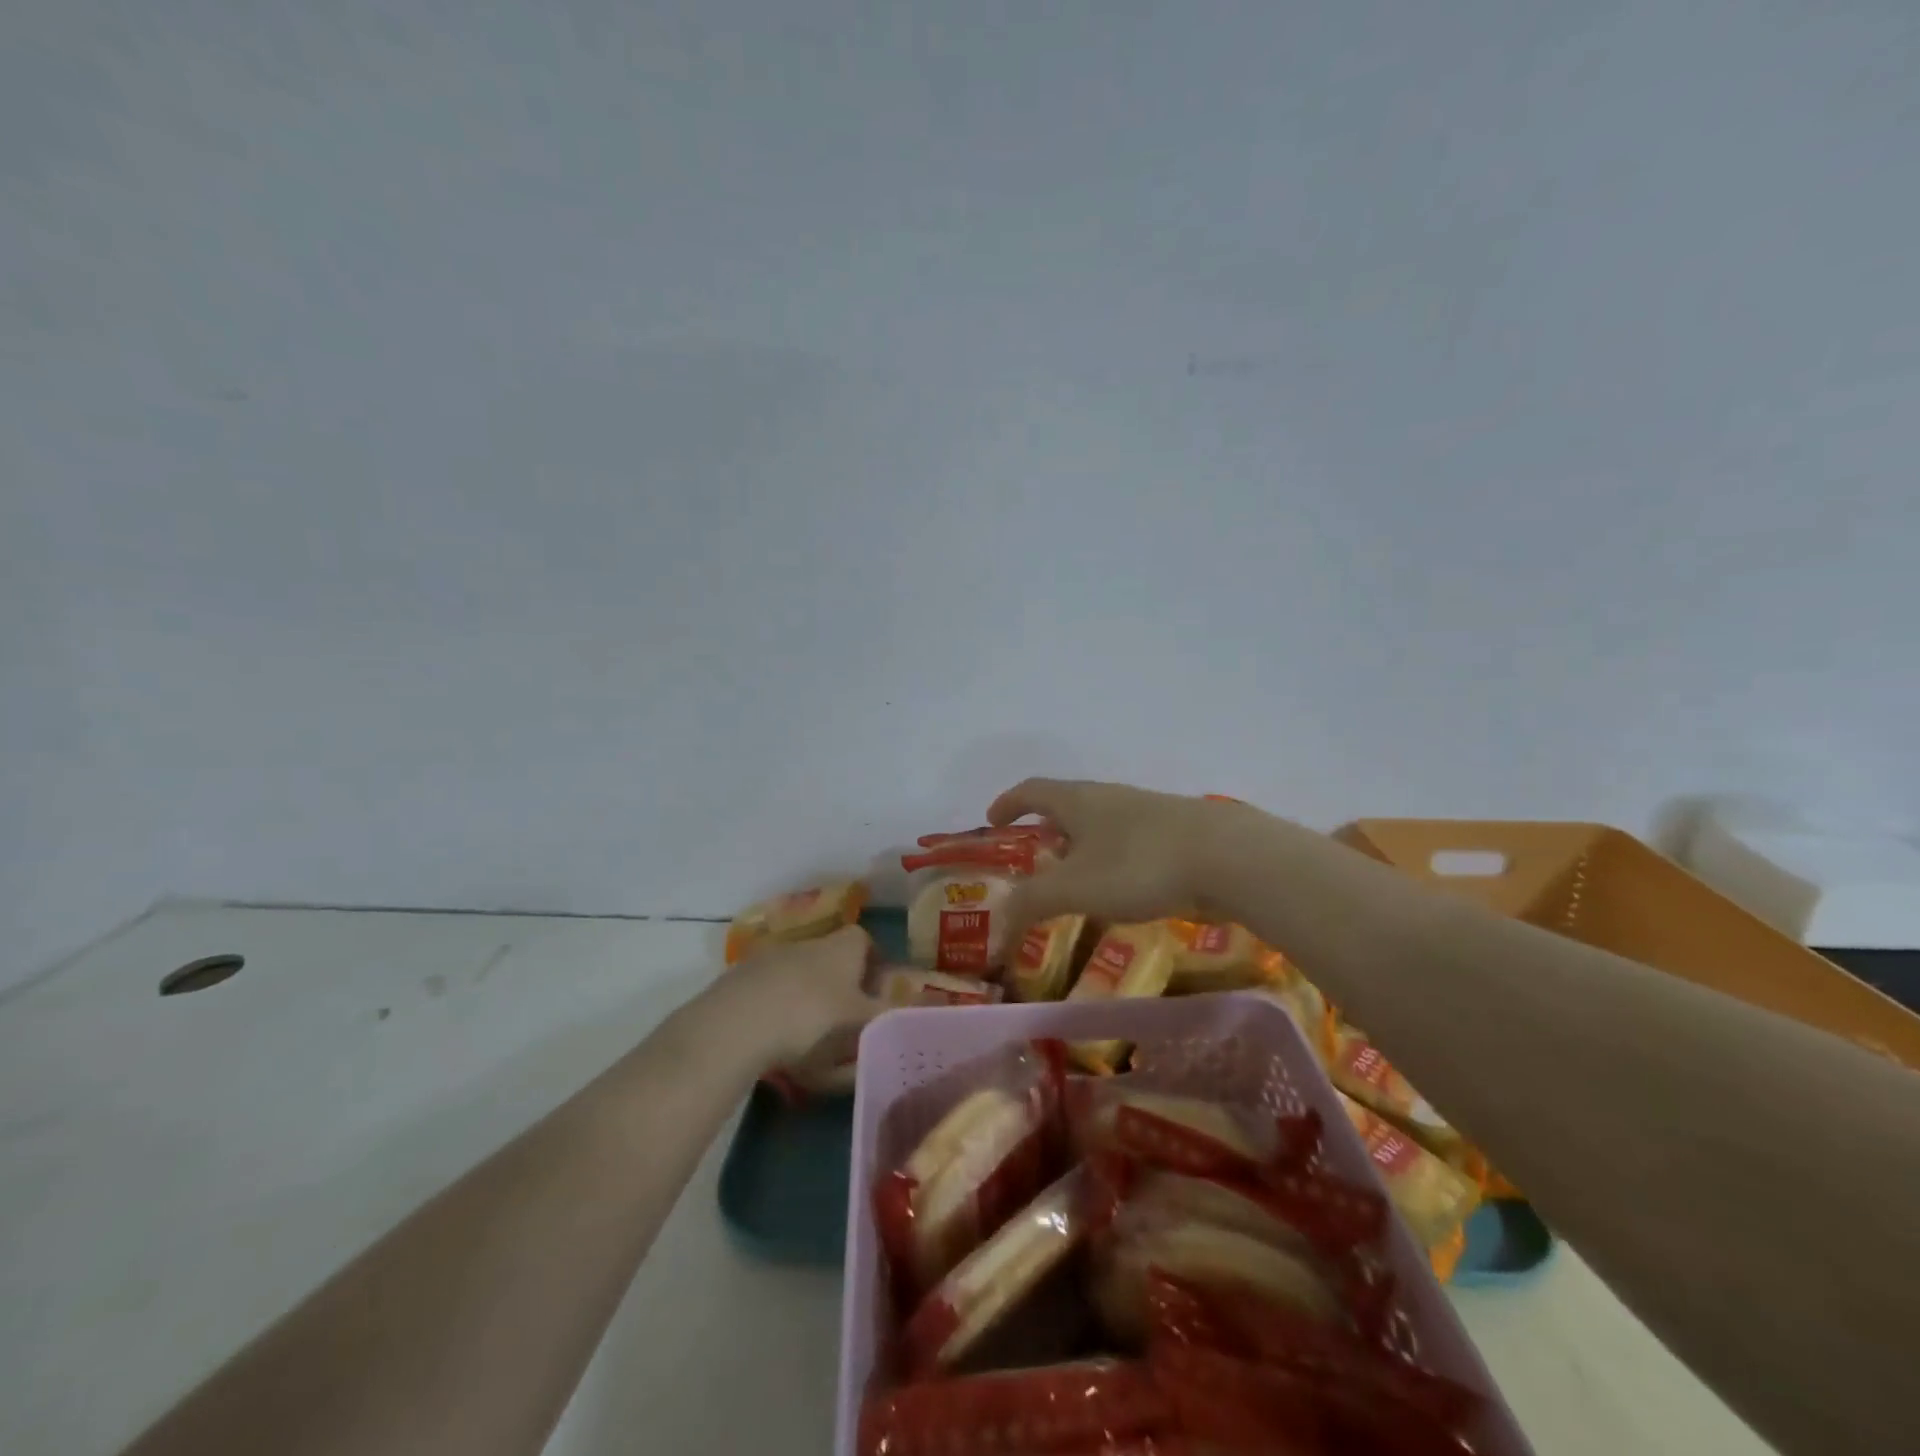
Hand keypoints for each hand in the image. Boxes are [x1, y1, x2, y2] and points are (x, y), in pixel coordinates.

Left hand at [719, 924, 881, 1065]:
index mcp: (843, 946)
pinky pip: (770, 990)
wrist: (737, 1022)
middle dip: (841, 985)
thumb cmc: (812, 1016)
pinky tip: (774, 1039)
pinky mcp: (741, 977)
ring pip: (800, 974)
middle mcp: (810, 942)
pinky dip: (777, 1008)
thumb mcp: (859, 1023)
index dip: (874, 965)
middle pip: (832, 957)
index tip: (876, 995)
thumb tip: (913, 1014)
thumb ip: (886, 1018)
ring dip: (807, 998)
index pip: (866, 941)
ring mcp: (772, 956)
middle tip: (846, 1022)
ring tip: (809, 1038)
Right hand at [986, 778, 1231, 941]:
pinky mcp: (1178, 831)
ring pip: (1102, 822)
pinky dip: (1113, 858)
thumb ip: (1032, 902)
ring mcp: (1147, 811)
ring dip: (1082, 845)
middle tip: (1036, 857)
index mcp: (1078, 800)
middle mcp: (1110, 796)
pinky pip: (1131, 840)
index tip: (993, 820)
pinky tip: (1125, 887)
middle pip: (1068, 804)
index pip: (1032, 790)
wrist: (1229, 857)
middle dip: (1047, 828)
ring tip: (1078, 878)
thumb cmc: (1139, 865)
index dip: (1008, 803)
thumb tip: (1000, 918)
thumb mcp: (1075, 888)